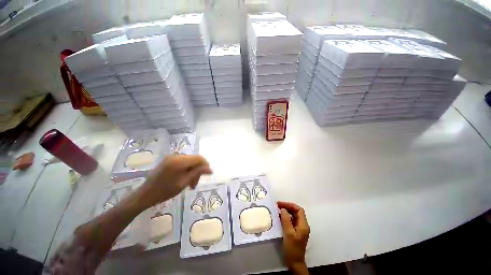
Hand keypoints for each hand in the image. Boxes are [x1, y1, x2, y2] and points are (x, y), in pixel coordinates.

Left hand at [139, 155, 211, 207]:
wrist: (145, 194)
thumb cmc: (165, 191)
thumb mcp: (184, 182)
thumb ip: (198, 173)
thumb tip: (210, 169)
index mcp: (179, 161)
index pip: (199, 158)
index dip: (205, 165)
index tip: (207, 175)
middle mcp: (176, 156)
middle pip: (195, 160)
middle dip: (198, 170)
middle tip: (195, 184)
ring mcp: (171, 157)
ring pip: (190, 161)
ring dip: (192, 171)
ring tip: (190, 184)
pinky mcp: (169, 159)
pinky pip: (183, 162)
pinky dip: (186, 169)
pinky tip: (184, 178)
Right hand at [278, 201, 309, 271]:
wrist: (295, 263)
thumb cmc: (292, 248)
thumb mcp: (288, 233)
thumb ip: (286, 220)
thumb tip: (283, 209)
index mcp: (303, 225)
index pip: (299, 210)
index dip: (290, 205)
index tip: (280, 204)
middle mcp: (303, 225)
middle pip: (296, 212)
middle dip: (287, 207)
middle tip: (277, 206)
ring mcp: (300, 229)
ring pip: (293, 216)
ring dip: (286, 212)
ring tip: (277, 210)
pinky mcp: (296, 232)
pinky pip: (291, 221)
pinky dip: (286, 217)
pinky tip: (279, 218)